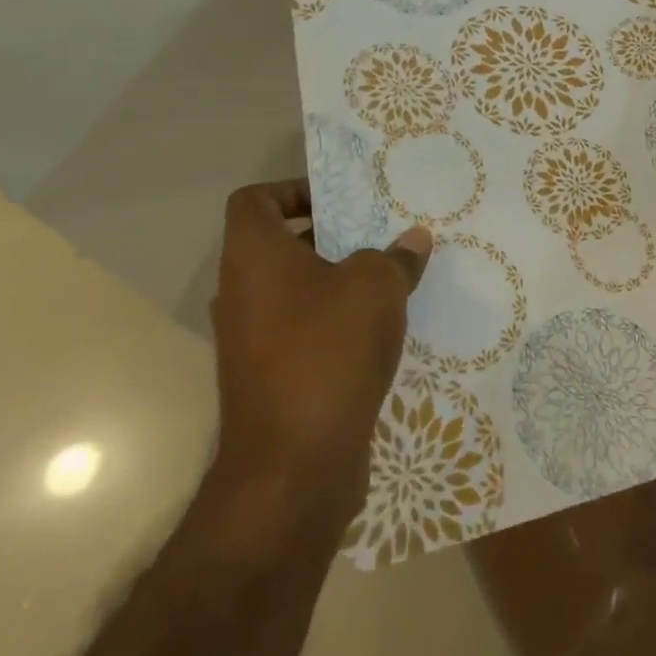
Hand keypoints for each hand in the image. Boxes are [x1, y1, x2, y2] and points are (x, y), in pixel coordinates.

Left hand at [206, 180, 433, 528]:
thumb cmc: (328, 350)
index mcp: (254, 257)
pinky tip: (382, 328)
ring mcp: (252, 341)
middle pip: (280, 245)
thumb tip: (412, 241)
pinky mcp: (270, 379)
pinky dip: (336, 322)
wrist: (294, 466)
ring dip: (339, 281)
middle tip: (381, 232)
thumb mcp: (377, 287)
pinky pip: (304, 331)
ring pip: (296, 291)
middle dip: (332, 235)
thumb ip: (396, 256)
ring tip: (391, 277)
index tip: (341, 201)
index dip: (293, 190)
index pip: (254, 200)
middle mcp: (242, 293)